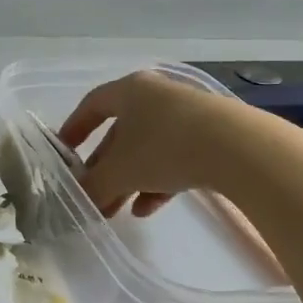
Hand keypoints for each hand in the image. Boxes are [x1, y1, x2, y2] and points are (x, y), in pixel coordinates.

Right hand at [58, 70, 243, 218]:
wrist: (238, 148)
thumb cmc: (164, 147)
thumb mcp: (120, 171)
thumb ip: (94, 185)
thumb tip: (79, 200)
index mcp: (130, 91)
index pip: (92, 105)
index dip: (74, 128)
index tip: (64, 152)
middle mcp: (156, 96)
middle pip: (121, 133)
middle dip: (104, 168)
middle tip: (92, 196)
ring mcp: (187, 116)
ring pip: (147, 150)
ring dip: (129, 181)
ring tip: (116, 212)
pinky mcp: (212, 137)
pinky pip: (174, 159)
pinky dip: (157, 182)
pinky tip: (148, 209)